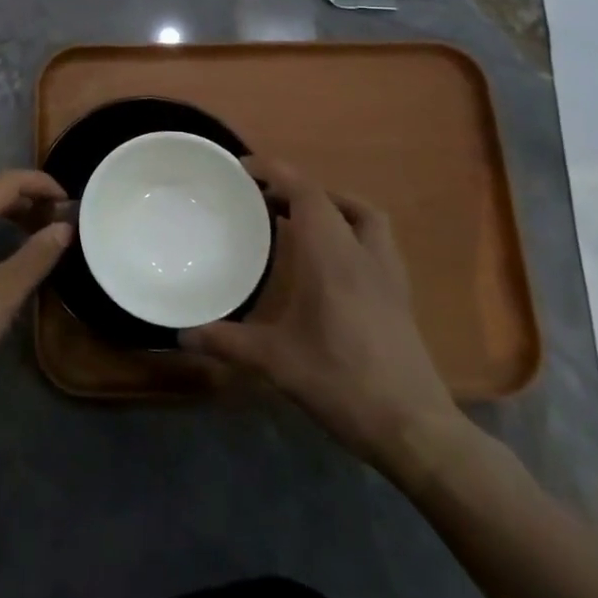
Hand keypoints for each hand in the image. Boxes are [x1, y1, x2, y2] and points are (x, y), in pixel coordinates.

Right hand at [182, 157, 465, 477]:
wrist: (414, 429)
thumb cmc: (342, 384)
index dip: (275, 171)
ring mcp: (387, 273)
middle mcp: (362, 254)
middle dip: (294, 187)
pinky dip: (349, 229)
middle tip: (260, 198)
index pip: (306, 192)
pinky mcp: (399, 294)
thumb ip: (228, 342)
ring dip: (330, 204)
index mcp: (332, 257)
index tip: (243, 168)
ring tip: (298, 217)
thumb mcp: (277, 362)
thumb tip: (182, 334)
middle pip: (330, 198)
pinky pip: (373, 239)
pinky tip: (330, 259)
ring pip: (362, 214)